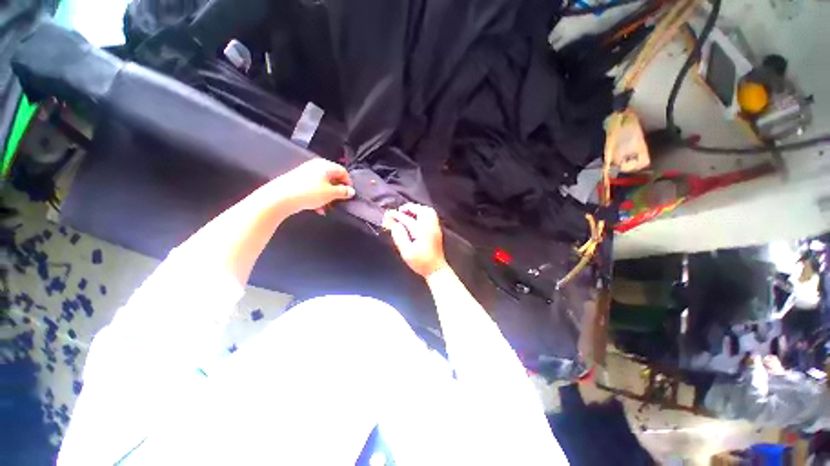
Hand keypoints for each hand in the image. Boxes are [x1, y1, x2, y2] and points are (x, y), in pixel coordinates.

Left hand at [275, 159, 354, 213]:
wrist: (281, 197)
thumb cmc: (308, 192)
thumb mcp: (331, 193)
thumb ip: (344, 192)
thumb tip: (351, 191)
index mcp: (325, 165)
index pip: (343, 171)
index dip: (348, 183)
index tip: (349, 193)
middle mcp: (316, 166)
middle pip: (333, 179)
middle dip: (337, 192)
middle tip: (339, 201)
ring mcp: (306, 173)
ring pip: (323, 185)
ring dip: (328, 197)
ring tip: (328, 207)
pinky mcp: (299, 182)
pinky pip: (314, 189)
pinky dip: (318, 198)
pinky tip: (318, 208)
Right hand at [383, 203, 447, 277]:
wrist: (436, 269)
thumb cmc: (421, 262)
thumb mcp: (406, 252)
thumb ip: (400, 236)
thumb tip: (395, 224)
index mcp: (422, 231)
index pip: (407, 219)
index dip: (396, 215)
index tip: (388, 214)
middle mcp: (430, 227)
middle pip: (421, 210)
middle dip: (409, 208)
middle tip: (400, 211)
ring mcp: (435, 228)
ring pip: (428, 211)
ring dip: (417, 209)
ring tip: (407, 213)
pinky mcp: (437, 230)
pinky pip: (431, 216)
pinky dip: (422, 213)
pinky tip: (416, 218)